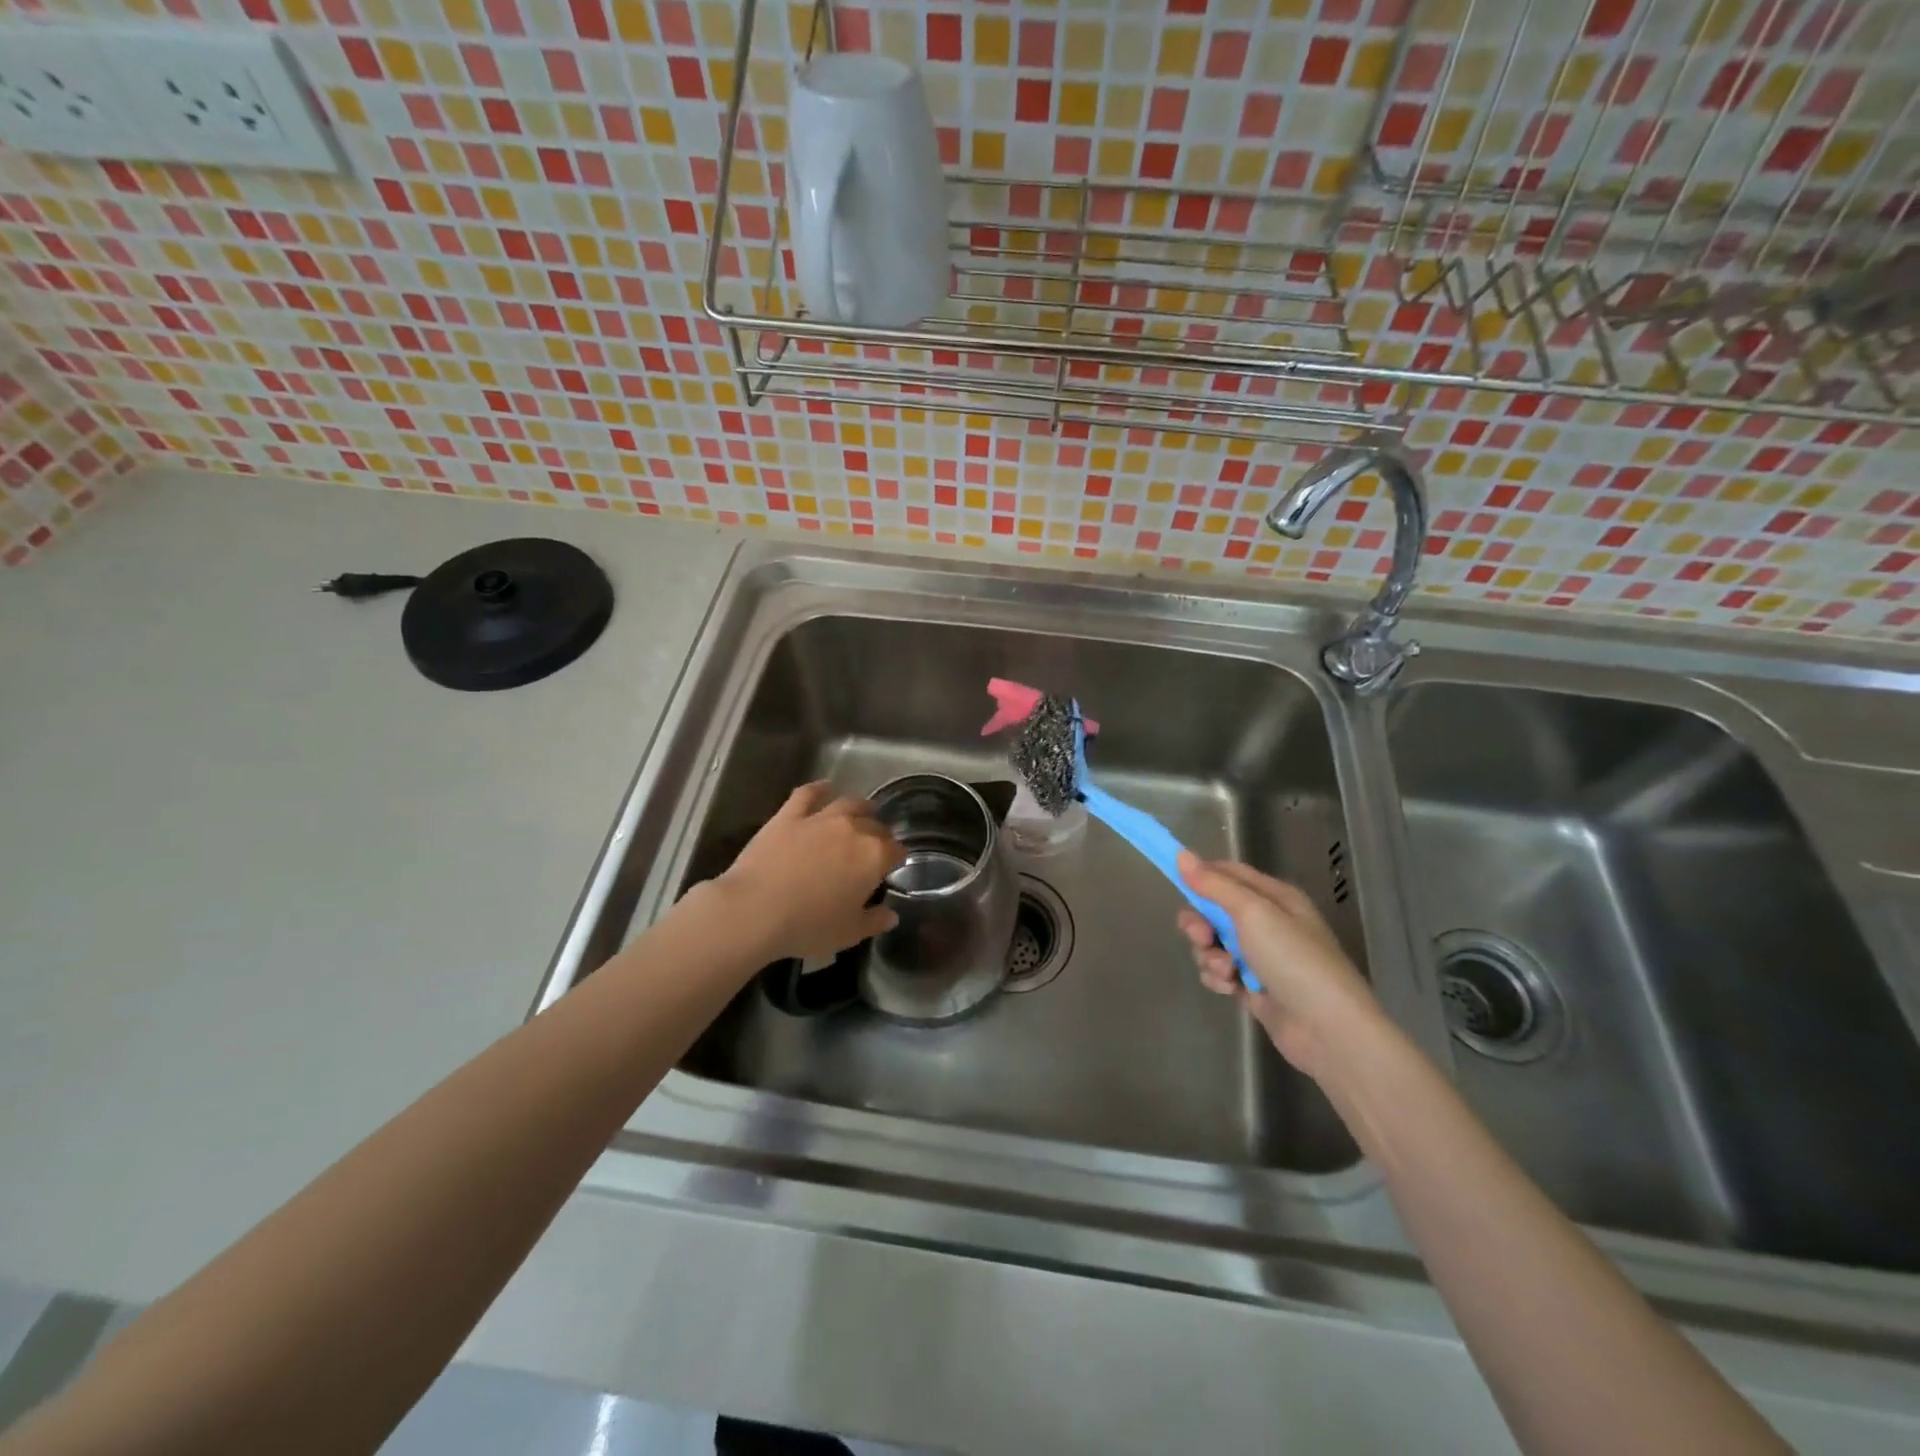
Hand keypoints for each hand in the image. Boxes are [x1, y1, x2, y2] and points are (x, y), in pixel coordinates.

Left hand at [716, 782, 905, 962]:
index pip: (896, 850)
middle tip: (875, 845)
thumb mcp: (849, 933)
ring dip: (859, 807)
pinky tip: (825, 786)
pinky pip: (808, 794)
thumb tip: (891, 915)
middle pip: (874, 825)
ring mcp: (820, 818)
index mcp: (873, 857)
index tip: (892, 865)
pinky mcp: (789, 815)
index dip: (896, 857)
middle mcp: (853, 829)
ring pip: (848, 804)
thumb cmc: (808, 926)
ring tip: (863, 810)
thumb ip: (874, 921)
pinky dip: (819, 788)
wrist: (755, 910)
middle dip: (879, 834)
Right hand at [1175, 851, 1379, 1078]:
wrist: (1328, 1029)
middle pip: (1215, 910)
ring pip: (1213, 943)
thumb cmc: (1294, 960)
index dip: (1202, 875)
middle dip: (1200, 923)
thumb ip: (1214, 885)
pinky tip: (1231, 989)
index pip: (1229, 873)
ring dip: (1210, 955)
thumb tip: (1182, 855)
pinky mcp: (1252, 986)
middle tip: (1201, 937)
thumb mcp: (1253, 912)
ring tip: (1226, 971)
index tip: (1175, 880)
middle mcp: (1267, 923)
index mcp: (1274, 897)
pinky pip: (1220, 971)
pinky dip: (1219, 978)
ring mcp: (1260, 957)